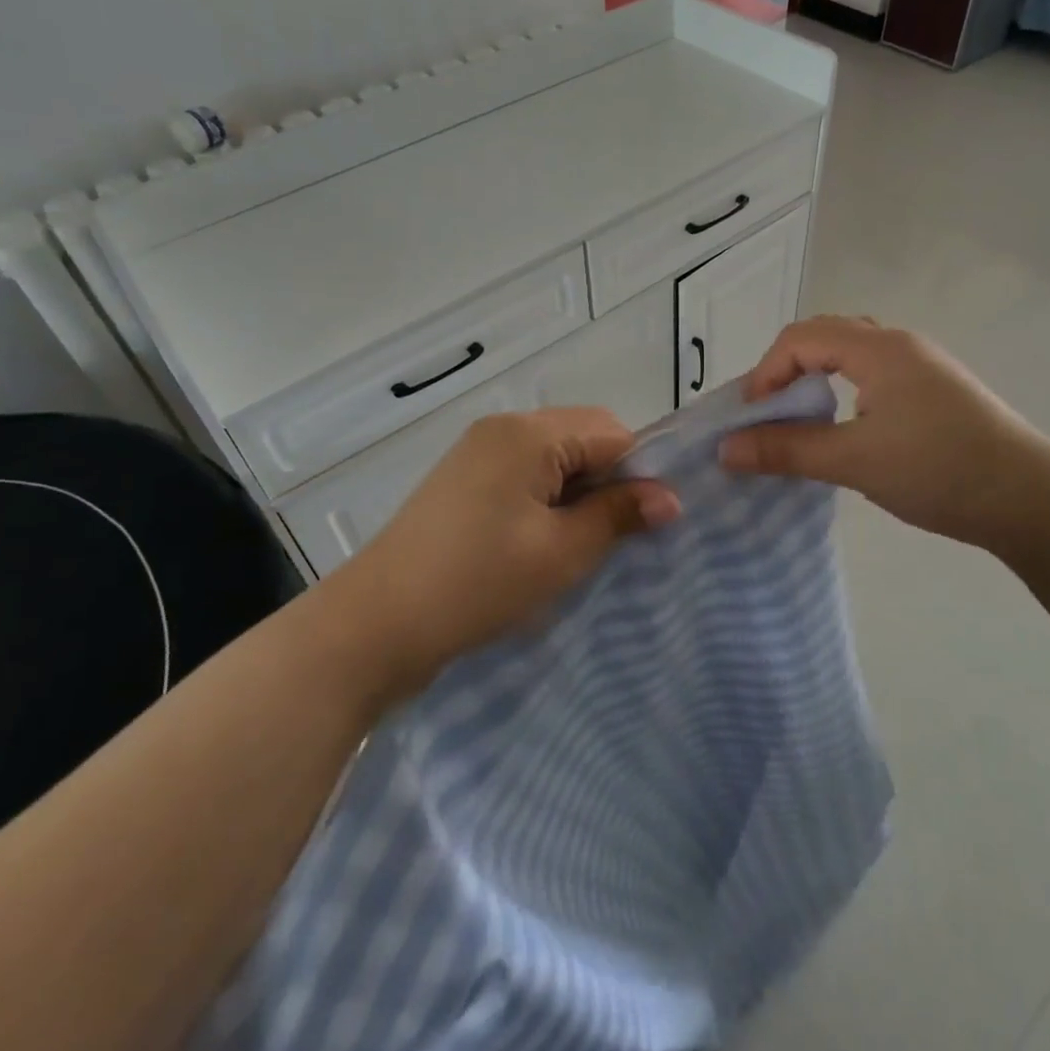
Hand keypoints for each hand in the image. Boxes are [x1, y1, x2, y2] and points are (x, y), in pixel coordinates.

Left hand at [322, 409, 678, 700]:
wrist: (378, 623)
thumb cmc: (479, 582)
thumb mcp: (561, 552)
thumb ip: (618, 515)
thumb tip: (670, 498)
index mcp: (528, 433)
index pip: (612, 433)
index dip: (639, 473)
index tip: (648, 523)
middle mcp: (503, 428)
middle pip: (582, 437)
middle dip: (608, 482)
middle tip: (612, 538)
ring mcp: (478, 451)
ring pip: (554, 458)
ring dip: (577, 493)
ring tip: (576, 544)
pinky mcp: (463, 479)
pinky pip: (524, 473)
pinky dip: (546, 499)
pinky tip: (541, 540)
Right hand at [719, 316, 1049, 553]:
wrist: (1034, 502)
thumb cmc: (938, 470)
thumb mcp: (854, 461)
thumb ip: (787, 450)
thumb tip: (725, 448)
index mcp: (878, 349)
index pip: (800, 339)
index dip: (765, 373)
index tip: (751, 419)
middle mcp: (900, 344)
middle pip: (825, 335)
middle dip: (786, 370)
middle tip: (769, 413)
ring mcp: (923, 366)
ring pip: (851, 353)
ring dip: (816, 377)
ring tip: (800, 418)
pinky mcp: (937, 392)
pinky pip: (874, 373)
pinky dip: (843, 388)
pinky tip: (847, 427)